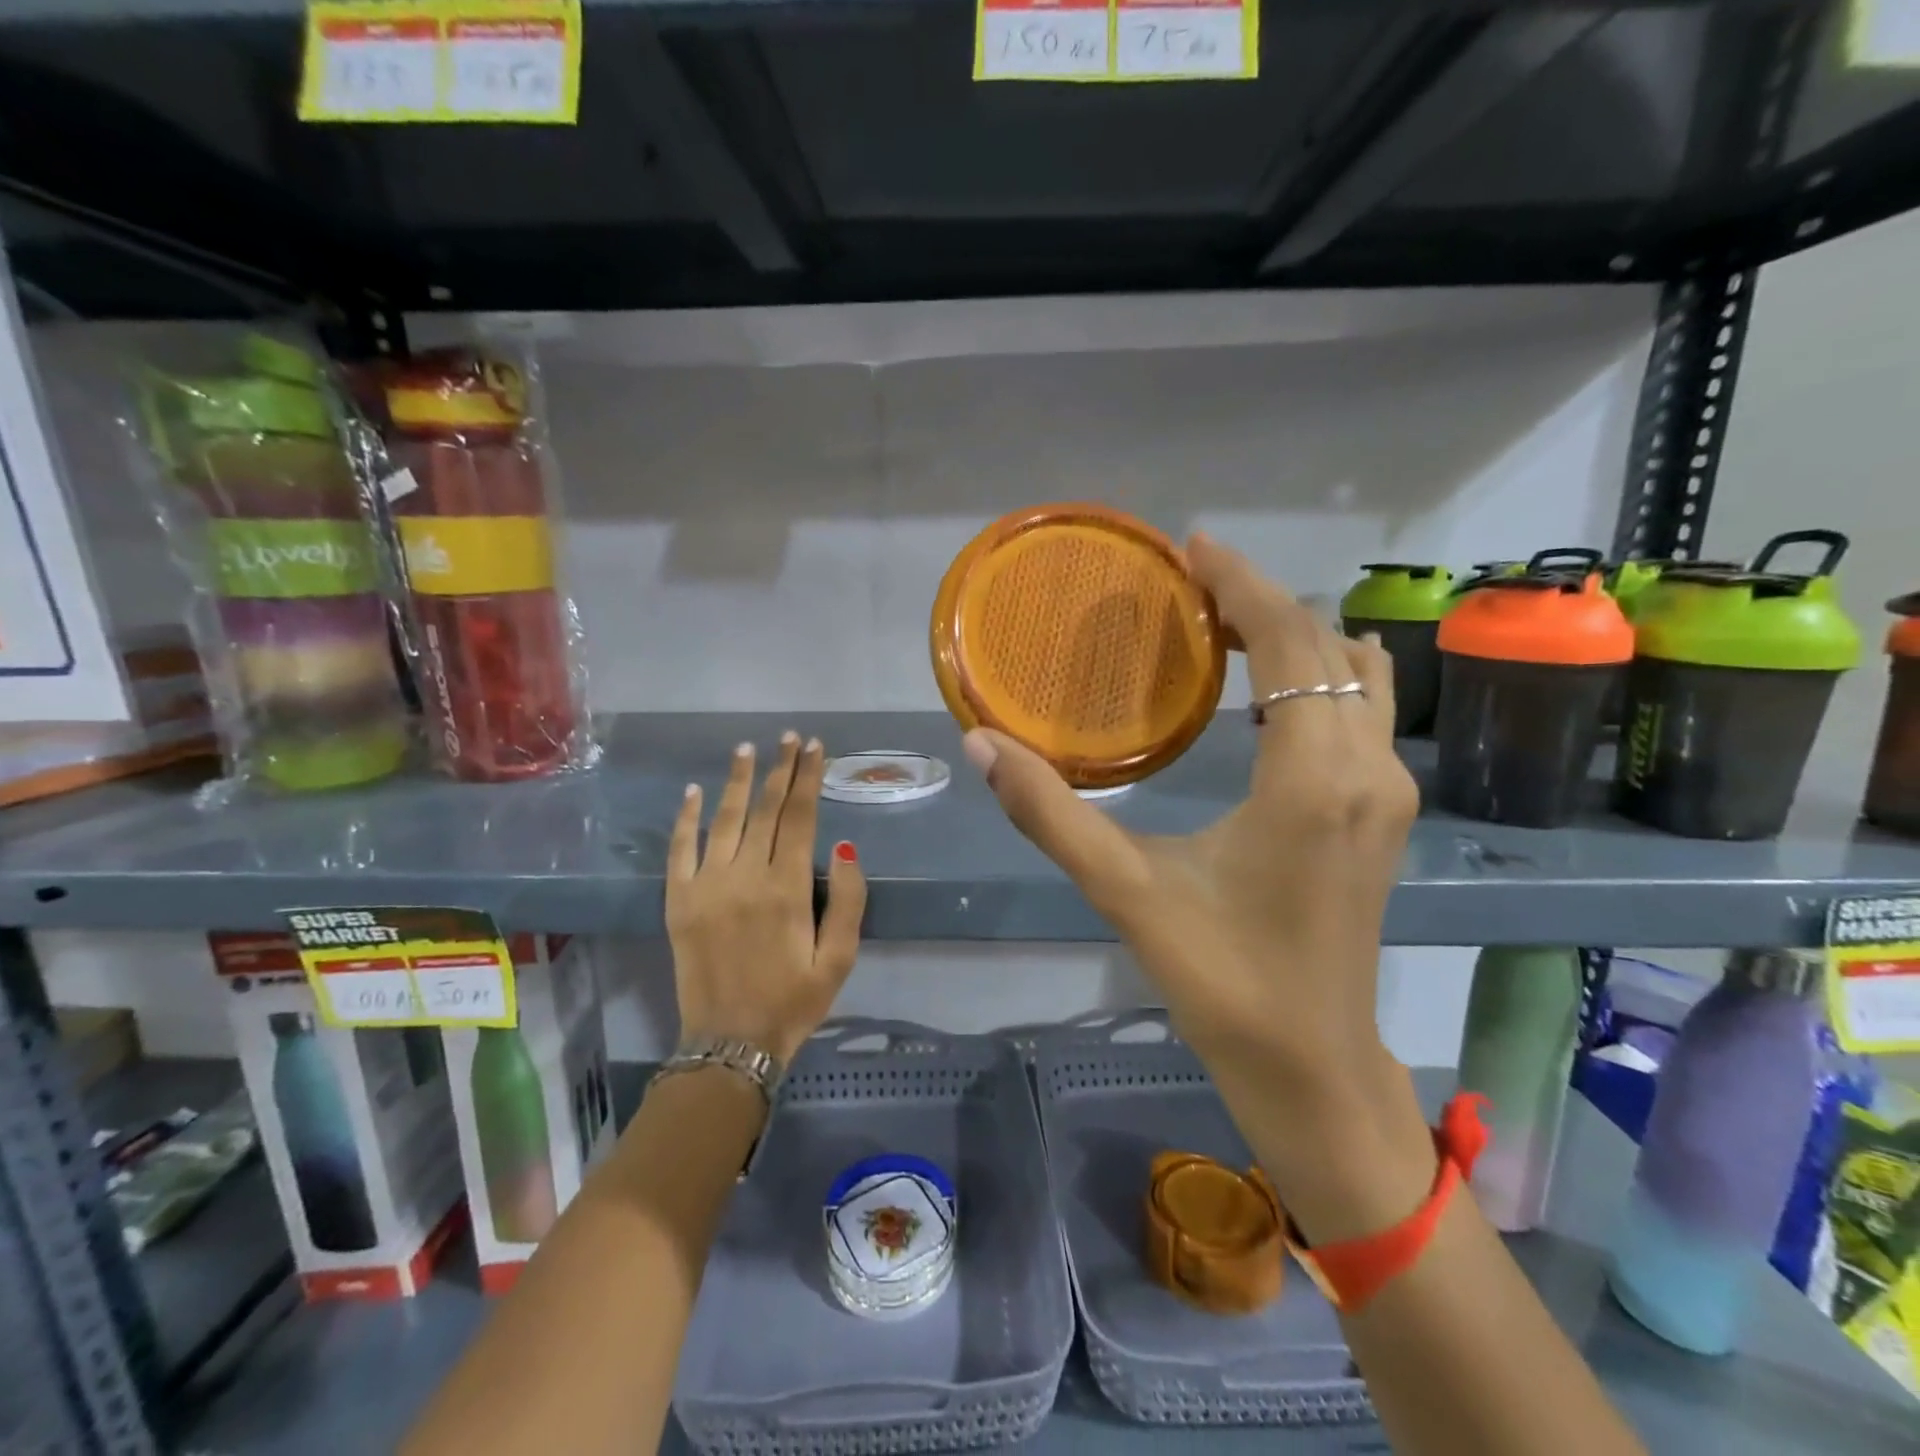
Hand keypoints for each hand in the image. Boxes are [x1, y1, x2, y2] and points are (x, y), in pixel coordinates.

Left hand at [666, 733, 866, 1065]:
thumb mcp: (840, 958)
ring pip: (724, 820)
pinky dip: (686, 818)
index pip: (800, 817)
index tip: (814, 748)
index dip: (808, 778)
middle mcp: (746, 876)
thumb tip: (844, 844)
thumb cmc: (794, 1001)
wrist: (730, 1044)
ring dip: (736, 781)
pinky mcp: (678, 901)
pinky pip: (680, 850)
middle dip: (780, 769)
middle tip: (789, 738)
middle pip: (765, 810)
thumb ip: (848, 899)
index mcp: (787, 888)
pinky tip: (693, 791)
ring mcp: (706, 886)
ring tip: (747, 749)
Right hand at [963, 534, 1429, 1230]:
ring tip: (1223, 628)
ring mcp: (1388, 792)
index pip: (1291, 642)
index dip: (1244, 584)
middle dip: (1263, 603)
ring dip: (1295, 638)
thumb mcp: (1124, 890)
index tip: (1193, 547)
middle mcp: (1367, 769)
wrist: (1311, 1066)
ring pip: (1357, 675)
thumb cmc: (1220, 979)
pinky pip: (1360, 711)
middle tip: (1192, 588)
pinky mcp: (1385, 814)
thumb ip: (1048, 813)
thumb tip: (982, 745)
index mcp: (1312, 779)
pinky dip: (1315, 677)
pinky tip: (1259, 698)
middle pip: (1328, 645)